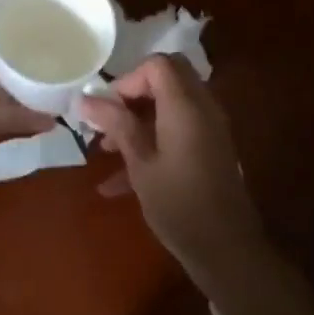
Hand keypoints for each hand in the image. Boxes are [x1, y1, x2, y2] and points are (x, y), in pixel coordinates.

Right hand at [78, 55, 266, 281]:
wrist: (227, 250)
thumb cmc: (179, 204)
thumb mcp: (141, 164)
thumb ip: (116, 125)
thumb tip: (86, 98)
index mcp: (185, 104)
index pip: (157, 64)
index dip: (128, 79)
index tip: (107, 108)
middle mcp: (201, 106)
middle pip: (167, 77)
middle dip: (134, 94)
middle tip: (110, 120)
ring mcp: (209, 127)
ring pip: (170, 104)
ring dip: (139, 119)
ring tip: (105, 150)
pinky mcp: (209, 148)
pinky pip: (178, 129)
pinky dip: (153, 140)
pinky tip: (117, 182)